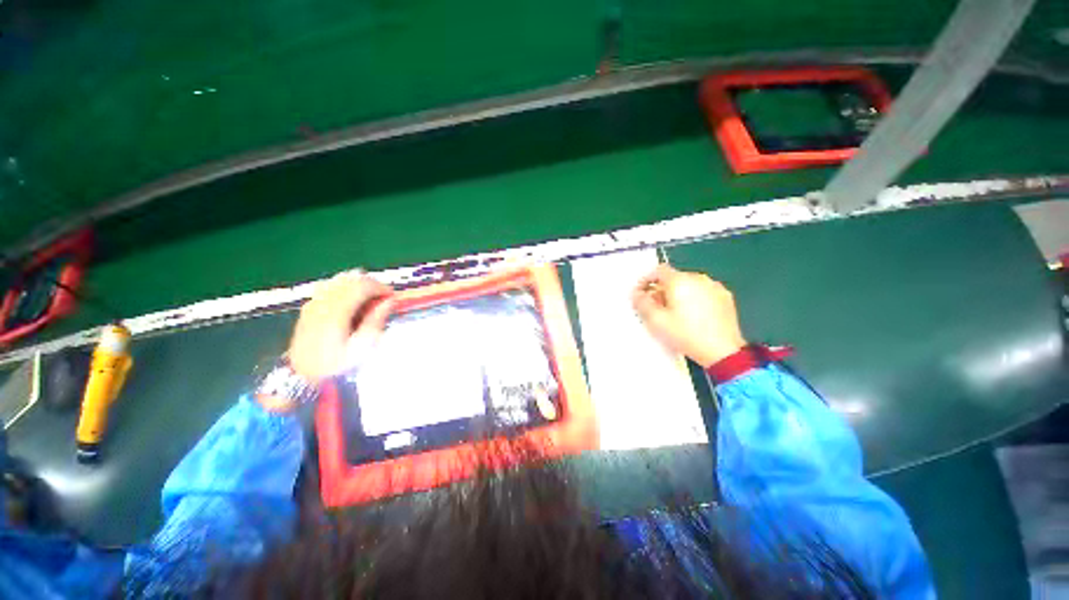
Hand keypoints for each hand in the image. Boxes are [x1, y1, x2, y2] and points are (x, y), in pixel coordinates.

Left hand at [288, 270, 395, 382]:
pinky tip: (352, 303)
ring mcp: (314, 302)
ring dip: (358, 285)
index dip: (382, 287)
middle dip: (372, 284)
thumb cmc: (337, 365)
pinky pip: (330, 286)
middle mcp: (323, 301)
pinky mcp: (309, 306)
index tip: (393, 297)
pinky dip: (345, 288)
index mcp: (337, 310)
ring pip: (340, 279)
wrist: (302, 377)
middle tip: (384, 299)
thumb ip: (376, 321)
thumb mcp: (362, 348)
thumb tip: (390, 301)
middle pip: (351, 278)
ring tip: (369, 300)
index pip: (363, 285)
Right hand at [631, 265, 746, 367]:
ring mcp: (714, 287)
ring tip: (674, 313)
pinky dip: (693, 298)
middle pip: (673, 277)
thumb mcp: (656, 321)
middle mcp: (698, 278)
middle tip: (655, 307)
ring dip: (677, 293)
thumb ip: (642, 303)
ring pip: (688, 284)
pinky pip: (703, 291)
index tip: (641, 293)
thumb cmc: (686, 335)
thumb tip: (636, 294)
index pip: (658, 270)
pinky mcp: (725, 297)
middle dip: (661, 289)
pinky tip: (692, 315)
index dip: (646, 280)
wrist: (722, 351)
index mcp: (680, 281)